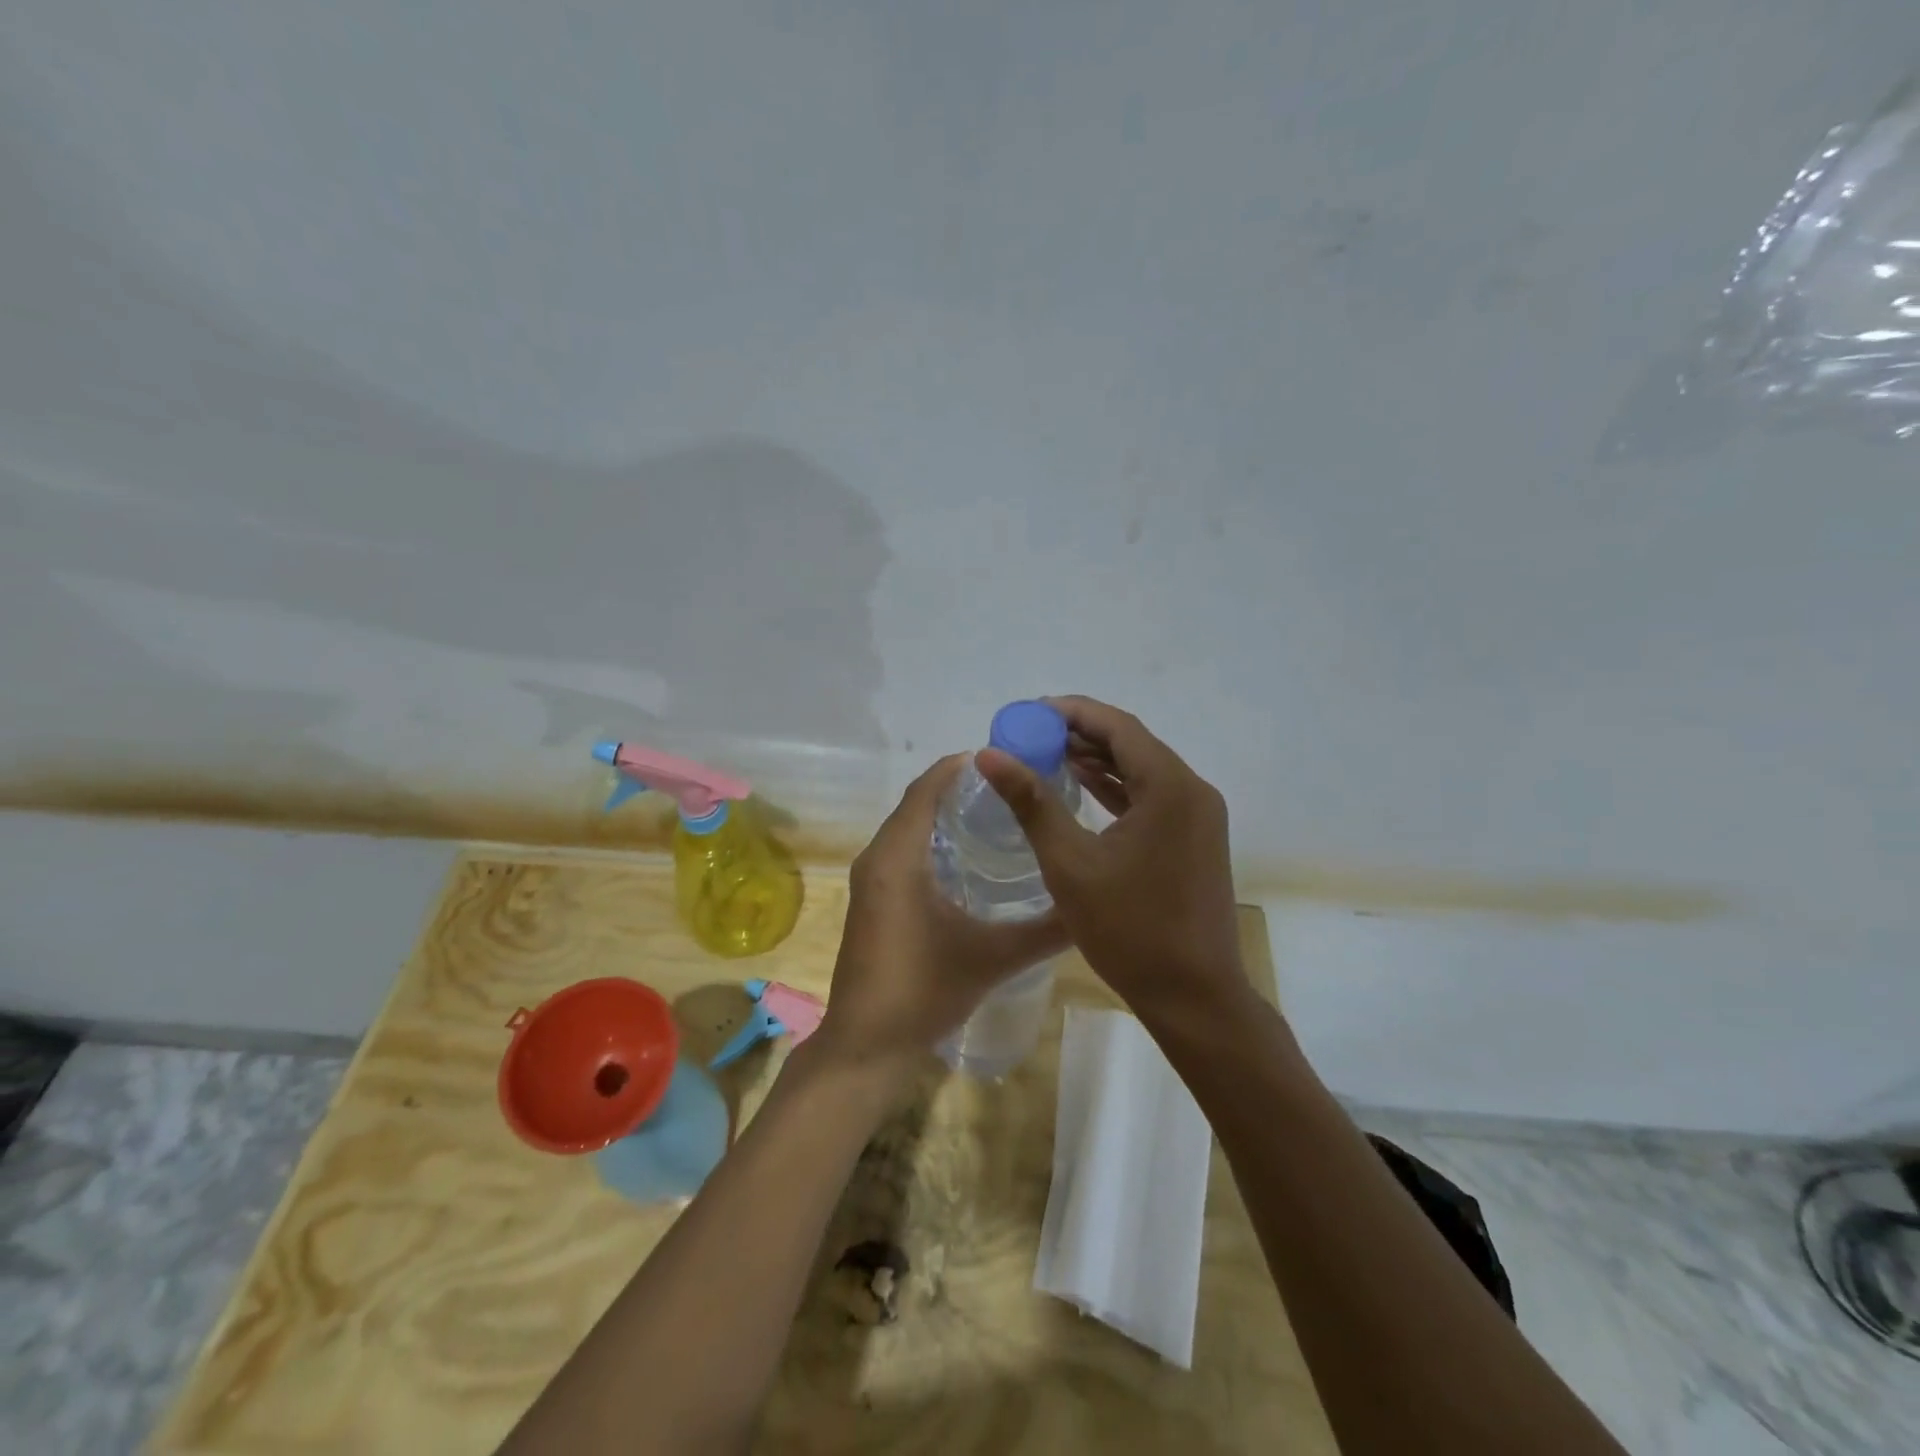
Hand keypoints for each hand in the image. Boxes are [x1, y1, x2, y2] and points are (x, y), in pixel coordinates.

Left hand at [815, 754, 1069, 1073]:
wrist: (866, 1046)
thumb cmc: (923, 991)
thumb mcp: (992, 957)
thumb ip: (1044, 931)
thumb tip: (1090, 907)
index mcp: (897, 857)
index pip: (926, 789)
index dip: (960, 767)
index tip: (1005, 758)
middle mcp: (877, 858)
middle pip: (917, 803)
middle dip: (959, 787)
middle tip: (1013, 786)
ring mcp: (870, 881)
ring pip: (908, 828)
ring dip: (945, 813)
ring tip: (999, 812)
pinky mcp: (873, 901)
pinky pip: (902, 851)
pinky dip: (932, 840)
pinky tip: (969, 857)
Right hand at [975, 696, 1250, 1021]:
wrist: (1194, 997)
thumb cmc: (1130, 930)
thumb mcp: (1070, 863)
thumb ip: (1031, 802)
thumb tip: (989, 755)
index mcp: (1169, 787)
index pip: (1118, 726)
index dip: (1072, 712)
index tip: (1029, 713)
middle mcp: (1192, 790)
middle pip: (1132, 743)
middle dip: (1081, 733)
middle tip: (1031, 735)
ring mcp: (1198, 816)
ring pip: (1142, 770)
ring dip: (1098, 760)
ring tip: (1047, 754)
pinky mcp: (1195, 838)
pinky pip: (1152, 796)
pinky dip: (1116, 788)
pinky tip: (1081, 786)